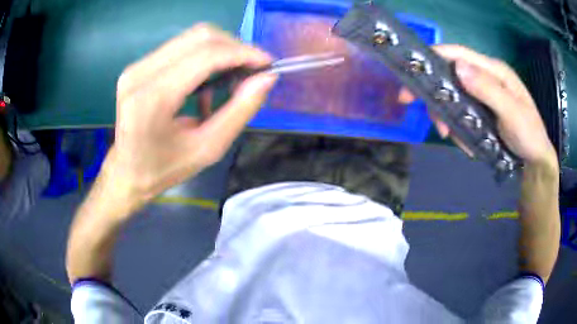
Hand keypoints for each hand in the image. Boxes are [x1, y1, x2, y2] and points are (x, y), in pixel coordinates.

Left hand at [99, 23, 276, 216]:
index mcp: (153, 98)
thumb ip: (240, 111)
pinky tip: (207, 84)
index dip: (243, 53)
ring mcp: (136, 67)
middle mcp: (140, 73)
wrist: (127, 172)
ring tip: (232, 77)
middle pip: (199, 36)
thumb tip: (266, 78)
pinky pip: (180, 48)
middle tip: (251, 70)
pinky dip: (203, 58)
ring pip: (191, 38)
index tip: (267, 63)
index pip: (206, 55)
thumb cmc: (164, 169)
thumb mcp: (208, 148)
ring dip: (220, 51)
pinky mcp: (138, 66)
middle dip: (234, 47)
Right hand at [399, 44, 557, 169]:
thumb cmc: (529, 135)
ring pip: (453, 96)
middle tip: (417, 107)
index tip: (412, 72)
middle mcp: (485, 78)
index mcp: (494, 71)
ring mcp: (483, 96)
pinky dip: (456, 126)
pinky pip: (461, 113)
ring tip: (447, 134)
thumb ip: (488, 89)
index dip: (435, 57)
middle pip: (451, 74)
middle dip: (435, 91)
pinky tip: (463, 140)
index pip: (459, 54)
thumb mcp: (512, 112)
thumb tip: (458, 67)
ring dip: (445, 114)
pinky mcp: (481, 111)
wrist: (535, 161)